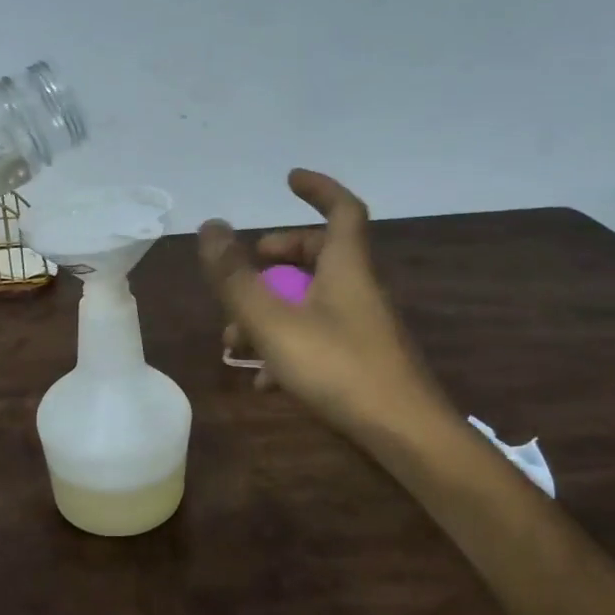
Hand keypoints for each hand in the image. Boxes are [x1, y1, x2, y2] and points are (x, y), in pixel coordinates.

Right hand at [199, 170, 451, 440]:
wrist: (404, 434)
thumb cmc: (337, 366)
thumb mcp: (272, 320)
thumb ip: (236, 276)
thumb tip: (210, 227)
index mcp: (346, 266)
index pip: (342, 209)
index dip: (318, 188)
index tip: (288, 179)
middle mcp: (358, 288)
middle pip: (321, 254)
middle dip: (279, 256)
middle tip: (247, 265)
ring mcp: (362, 326)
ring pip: (313, 300)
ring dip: (271, 309)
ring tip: (234, 341)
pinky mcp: (362, 359)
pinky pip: (319, 336)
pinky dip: (287, 344)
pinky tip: (264, 379)